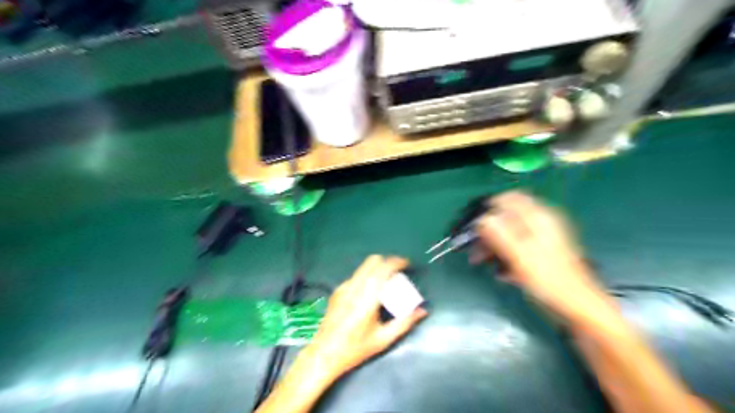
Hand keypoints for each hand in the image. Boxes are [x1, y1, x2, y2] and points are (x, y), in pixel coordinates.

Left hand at [309, 256, 427, 378]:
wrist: (324, 353)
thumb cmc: (355, 348)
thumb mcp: (383, 339)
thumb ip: (405, 323)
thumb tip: (422, 311)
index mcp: (367, 298)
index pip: (383, 268)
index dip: (397, 262)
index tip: (407, 264)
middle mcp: (354, 287)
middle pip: (372, 261)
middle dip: (387, 262)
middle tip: (398, 273)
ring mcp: (344, 287)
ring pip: (363, 267)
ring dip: (377, 269)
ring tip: (386, 283)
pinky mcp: (337, 290)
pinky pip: (356, 276)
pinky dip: (367, 277)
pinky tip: (369, 293)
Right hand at [473, 190, 612, 322]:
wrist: (579, 308)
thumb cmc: (549, 280)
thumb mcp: (520, 255)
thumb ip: (499, 233)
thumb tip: (481, 219)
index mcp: (538, 217)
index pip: (507, 199)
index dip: (487, 209)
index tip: (472, 225)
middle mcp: (540, 223)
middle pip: (506, 217)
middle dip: (487, 231)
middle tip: (473, 249)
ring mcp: (542, 239)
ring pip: (509, 233)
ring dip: (493, 246)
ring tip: (480, 262)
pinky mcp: (541, 254)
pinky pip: (516, 247)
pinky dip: (505, 256)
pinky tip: (501, 273)